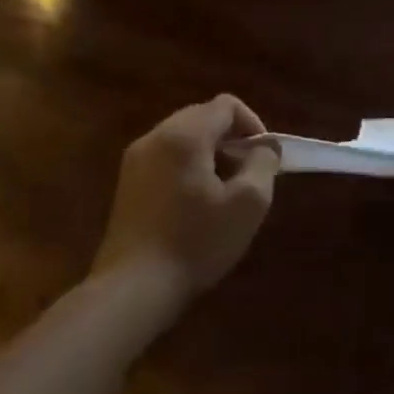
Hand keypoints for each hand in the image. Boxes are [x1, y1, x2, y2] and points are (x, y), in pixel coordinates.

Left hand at [92, 95, 280, 298]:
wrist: (135, 288)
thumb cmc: (198, 240)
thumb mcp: (250, 201)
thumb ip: (264, 162)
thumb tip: (266, 146)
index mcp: (184, 137)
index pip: (226, 105)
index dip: (253, 125)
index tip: (263, 158)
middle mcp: (154, 138)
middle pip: (203, 116)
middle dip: (232, 138)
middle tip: (248, 173)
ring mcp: (135, 161)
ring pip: (184, 137)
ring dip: (212, 153)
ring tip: (225, 189)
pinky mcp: (127, 183)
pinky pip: (168, 157)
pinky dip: (190, 166)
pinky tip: (198, 202)